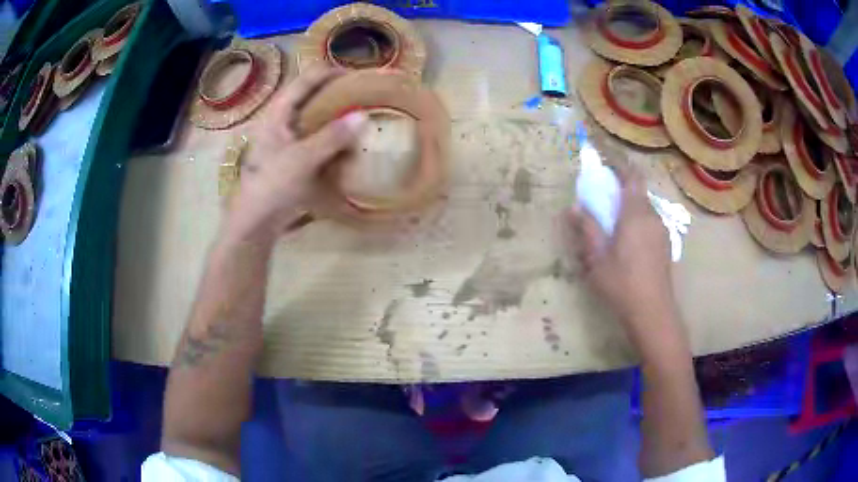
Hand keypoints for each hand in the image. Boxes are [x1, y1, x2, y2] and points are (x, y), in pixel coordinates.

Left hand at [224, 67, 366, 240]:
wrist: (257, 221)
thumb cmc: (272, 185)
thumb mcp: (302, 159)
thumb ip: (332, 137)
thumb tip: (363, 116)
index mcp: (279, 112)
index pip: (307, 79)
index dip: (333, 72)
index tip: (361, 75)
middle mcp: (283, 119)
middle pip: (312, 94)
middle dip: (338, 91)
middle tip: (367, 94)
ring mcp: (288, 138)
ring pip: (315, 115)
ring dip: (337, 113)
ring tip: (363, 113)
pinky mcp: (294, 155)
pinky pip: (317, 136)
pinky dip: (334, 134)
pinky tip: (350, 141)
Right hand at [567, 165, 675, 329]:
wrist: (653, 312)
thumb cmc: (622, 284)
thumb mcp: (597, 258)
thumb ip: (588, 229)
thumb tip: (575, 207)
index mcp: (636, 214)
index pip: (632, 177)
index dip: (620, 165)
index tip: (606, 161)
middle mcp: (652, 216)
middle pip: (638, 191)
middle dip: (621, 188)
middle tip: (603, 198)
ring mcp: (662, 231)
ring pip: (645, 208)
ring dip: (630, 207)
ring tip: (613, 223)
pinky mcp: (665, 244)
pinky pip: (650, 222)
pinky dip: (638, 221)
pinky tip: (628, 243)